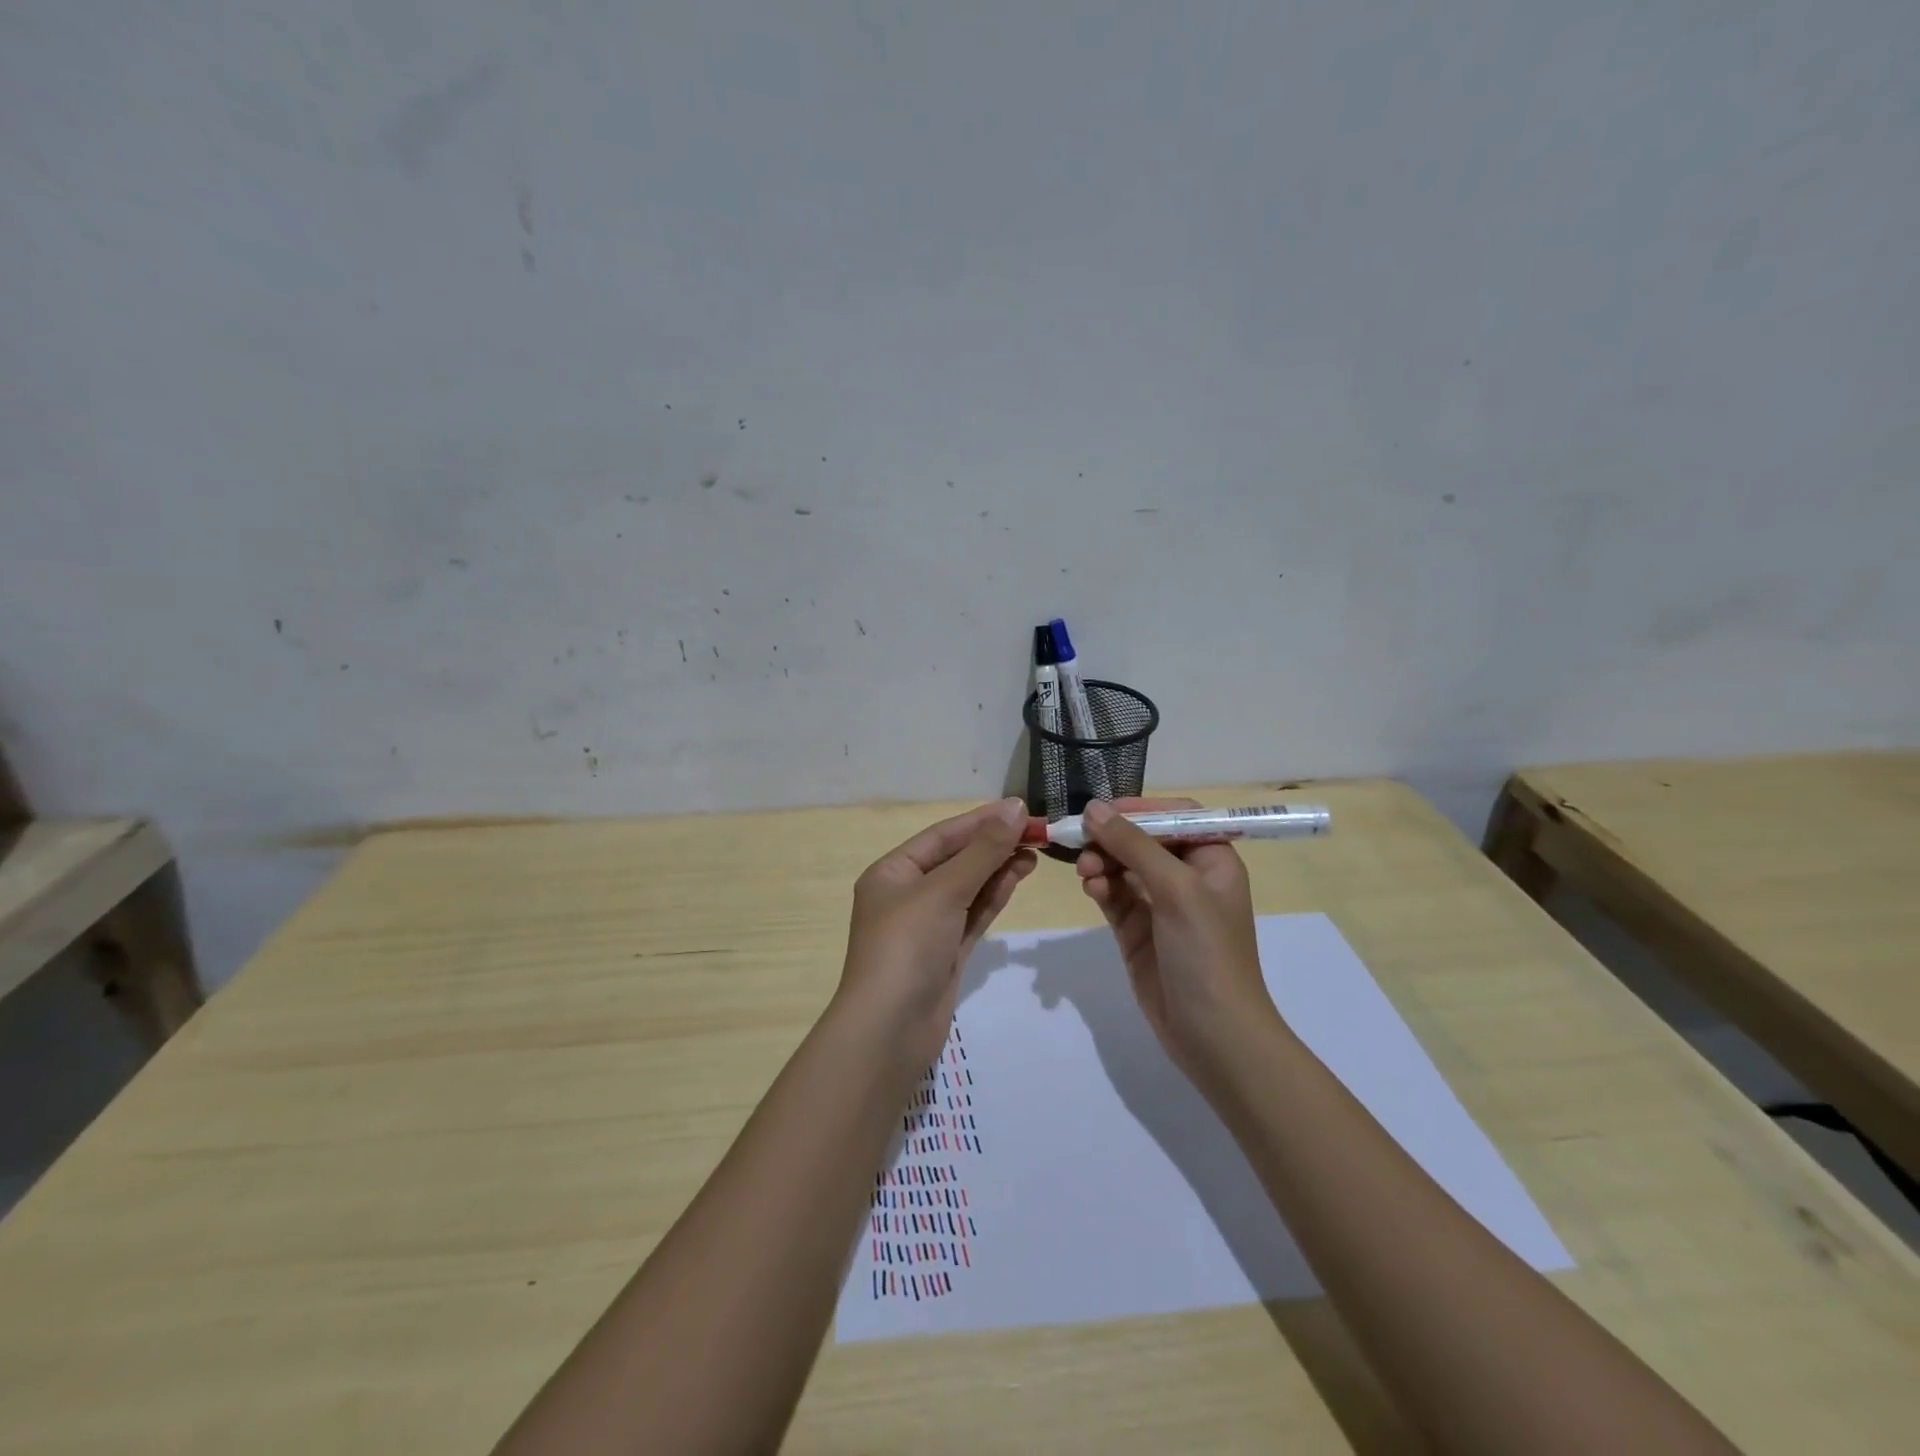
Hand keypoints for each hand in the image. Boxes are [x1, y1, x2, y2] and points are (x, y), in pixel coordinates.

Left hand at [837, 798, 1036, 1069]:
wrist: (890, 1030)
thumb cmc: (907, 946)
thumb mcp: (944, 890)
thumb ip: (983, 851)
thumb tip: (1014, 808)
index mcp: (892, 872)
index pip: (942, 836)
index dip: (982, 820)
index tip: (1021, 809)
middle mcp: (907, 894)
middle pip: (956, 860)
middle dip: (994, 845)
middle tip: (1037, 832)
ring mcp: (927, 926)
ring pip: (968, 887)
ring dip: (999, 868)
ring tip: (1035, 852)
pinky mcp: (945, 952)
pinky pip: (973, 914)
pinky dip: (994, 896)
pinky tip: (1018, 877)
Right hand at [1074, 798, 1281, 1077]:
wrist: (1213, 1034)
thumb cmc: (1207, 952)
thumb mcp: (1176, 889)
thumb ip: (1133, 845)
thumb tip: (1094, 808)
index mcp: (1211, 860)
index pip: (1174, 816)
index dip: (1140, 808)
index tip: (1103, 810)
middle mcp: (1187, 877)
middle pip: (1142, 840)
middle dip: (1112, 838)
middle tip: (1080, 840)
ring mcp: (1160, 905)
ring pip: (1123, 866)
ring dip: (1102, 861)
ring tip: (1086, 871)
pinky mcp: (1137, 930)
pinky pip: (1114, 895)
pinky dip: (1100, 886)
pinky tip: (1091, 887)